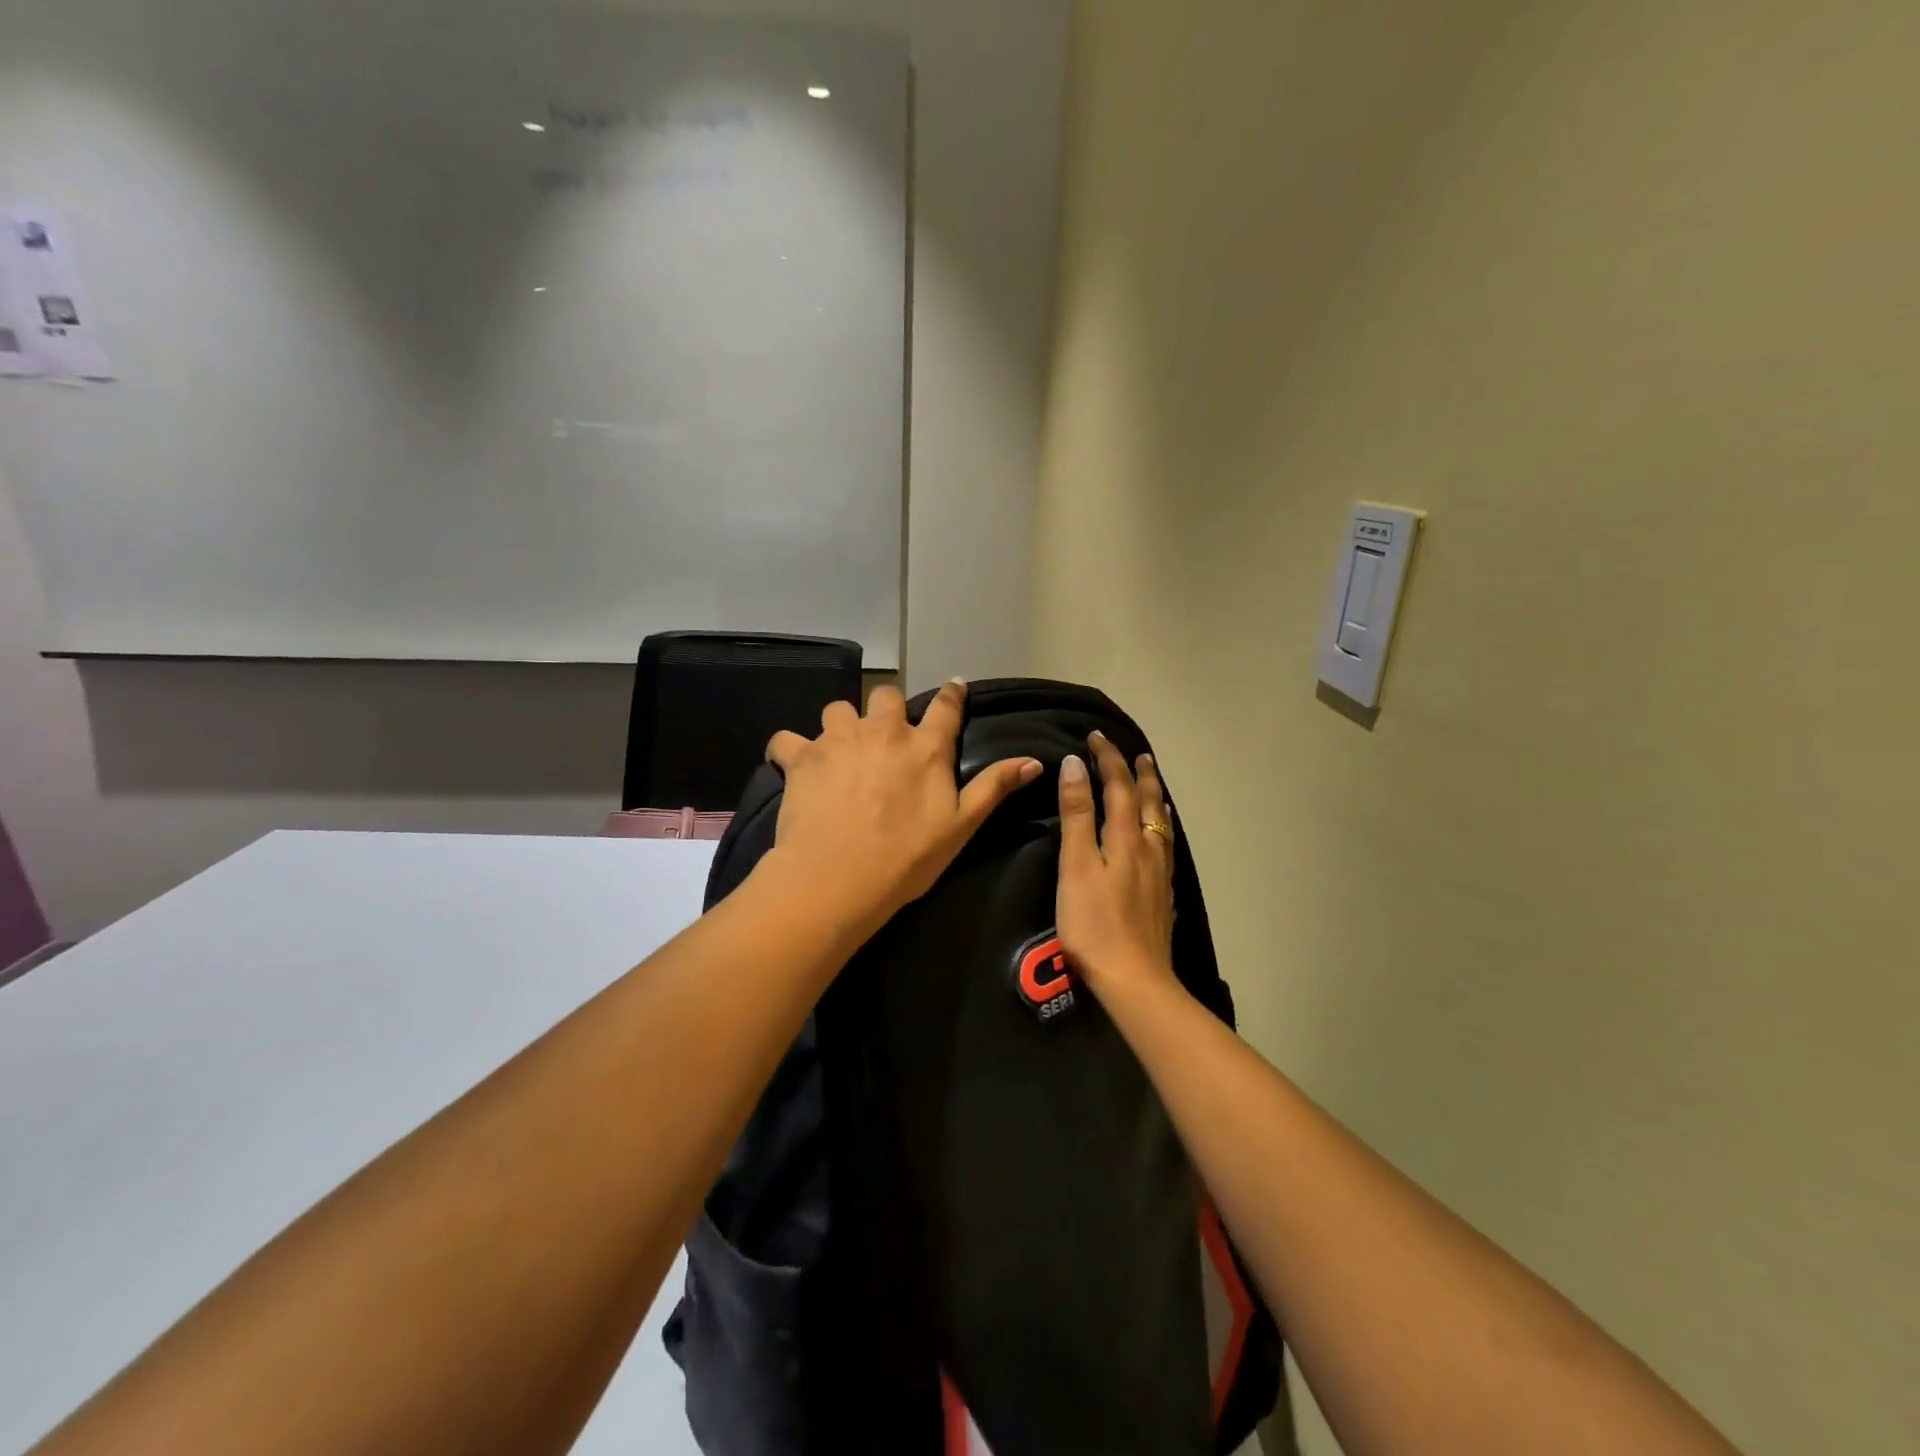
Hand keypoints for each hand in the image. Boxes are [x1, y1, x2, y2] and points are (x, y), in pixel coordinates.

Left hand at [764, 680, 1041, 936]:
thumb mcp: (961, 827)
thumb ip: (994, 787)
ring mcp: (839, 740)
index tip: (955, 686)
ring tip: (840, 750)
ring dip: (841, 725)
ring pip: (838, 709)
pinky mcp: (801, 757)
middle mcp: (883, 732)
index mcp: (925, 748)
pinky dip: (789, 749)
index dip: (953, 694)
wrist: (839, 878)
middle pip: (887, 696)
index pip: (947, 707)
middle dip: (887, 708)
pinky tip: (792, 765)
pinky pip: (786, 739)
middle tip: (885, 735)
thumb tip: (1034, 761)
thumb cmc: (907, 858)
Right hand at [1056, 731, 1178, 1001]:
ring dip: (1155, 797)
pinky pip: (1165, 845)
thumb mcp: (1076, 865)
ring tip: (1153, 783)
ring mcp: (1159, 873)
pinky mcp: (1162, 895)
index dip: (1108, 759)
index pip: (1118, 786)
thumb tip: (1075, 765)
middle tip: (1136, 752)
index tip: (1095, 736)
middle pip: (1148, 801)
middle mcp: (1148, 849)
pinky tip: (1158, 838)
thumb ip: (1077, 815)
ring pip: (1162, 823)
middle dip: (1138, 773)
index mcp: (1126, 838)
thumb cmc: (1094, 923)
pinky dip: (1161, 826)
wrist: (1134, 979)